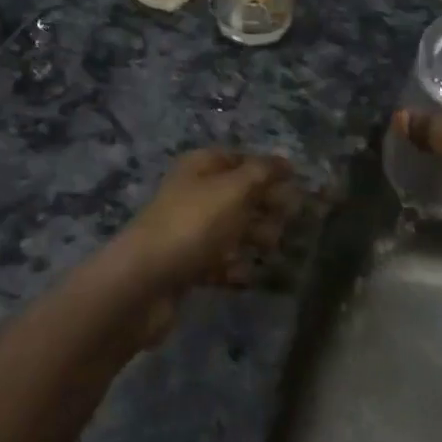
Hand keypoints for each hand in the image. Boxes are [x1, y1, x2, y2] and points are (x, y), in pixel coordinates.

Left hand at [110, 150, 296, 340]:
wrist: (144, 282)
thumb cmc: (193, 225)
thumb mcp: (233, 190)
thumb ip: (262, 173)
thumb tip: (285, 159)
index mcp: (200, 167)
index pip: (240, 159)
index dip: (268, 169)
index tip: (298, 184)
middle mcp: (193, 193)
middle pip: (238, 194)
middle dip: (265, 206)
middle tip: (292, 221)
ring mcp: (187, 230)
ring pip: (230, 229)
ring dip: (255, 237)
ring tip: (275, 249)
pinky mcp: (185, 266)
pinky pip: (218, 261)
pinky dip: (235, 267)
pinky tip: (250, 276)